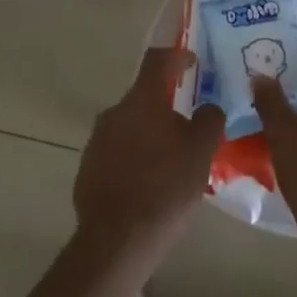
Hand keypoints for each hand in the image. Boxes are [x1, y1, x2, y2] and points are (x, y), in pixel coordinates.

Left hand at [74, 48, 225, 267]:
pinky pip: (117, 152)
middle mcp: (114, 113)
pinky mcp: (88, 169)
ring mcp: (97, 141)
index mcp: (142, 101)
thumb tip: (208, 108)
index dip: (177, 55)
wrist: (116, 240)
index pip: (158, 60)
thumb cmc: (165, 188)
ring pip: (130, 126)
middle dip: (167, 107)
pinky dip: (135, 158)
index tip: (192, 62)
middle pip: (144, 97)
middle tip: (190, 127)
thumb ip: (209, 120)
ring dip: (150, 134)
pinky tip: (150, 184)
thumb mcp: (201, 152)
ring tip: (172, 161)